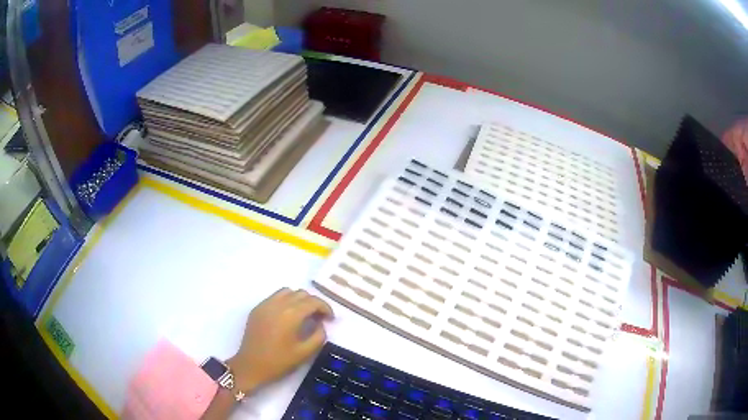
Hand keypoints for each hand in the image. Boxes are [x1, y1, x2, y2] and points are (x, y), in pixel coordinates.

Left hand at [226, 288, 333, 393]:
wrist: (251, 366)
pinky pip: (275, 297)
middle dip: (313, 303)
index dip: (325, 308)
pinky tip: (287, 317)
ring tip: (303, 315)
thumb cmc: (279, 362)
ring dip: (299, 299)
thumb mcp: (305, 352)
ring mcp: (265, 305)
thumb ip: (319, 335)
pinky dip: (285, 301)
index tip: (330, 319)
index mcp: (291, 314)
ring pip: (287, 292)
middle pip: (301, 294)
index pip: (313, 302)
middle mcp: (278, 304)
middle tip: (319, 319)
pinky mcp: (257, 309)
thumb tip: (320, 324)